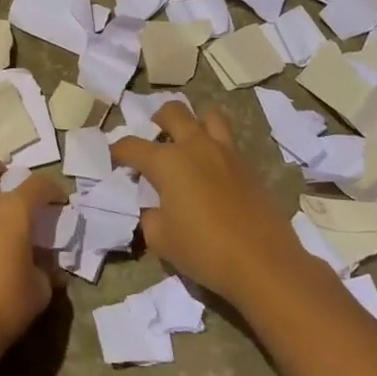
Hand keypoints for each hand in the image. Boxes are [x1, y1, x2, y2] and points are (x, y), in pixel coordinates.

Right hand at [110, 102, 307, 303]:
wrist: (264, 263)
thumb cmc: (204, 250)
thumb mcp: (160, 239)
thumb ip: (149, 215)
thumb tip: (153, 206)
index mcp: (167, 161)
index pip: (132, 145)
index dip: (117, 150)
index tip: (112, 158)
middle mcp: (195, 146)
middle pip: (172, 112)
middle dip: (157, 121)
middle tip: (153, 140)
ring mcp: (226, 152)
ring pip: (208, 116)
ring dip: (194, 123)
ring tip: (187, 143)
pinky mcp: (249, 166)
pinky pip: (228, 142)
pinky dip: (215, 146)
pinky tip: (212, 170)